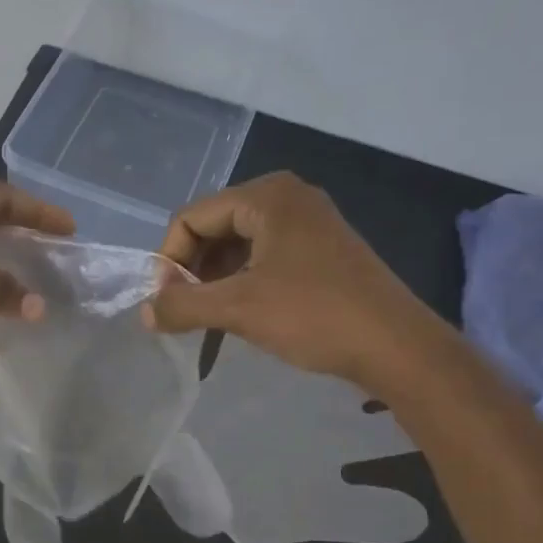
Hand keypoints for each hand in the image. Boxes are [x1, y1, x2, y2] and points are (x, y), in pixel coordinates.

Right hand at [142, 172, 451, 388]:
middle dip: (192, 270)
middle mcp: (287, 197)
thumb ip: (182, 306)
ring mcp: (308, 222)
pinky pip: (264, 256)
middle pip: (214, 227)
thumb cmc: (314, 315)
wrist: (398, 346)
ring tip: (208, 317)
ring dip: (214, 279)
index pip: (192, 218)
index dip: (169, 260)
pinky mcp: (321, 249)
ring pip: (238, 244)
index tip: (165, 303)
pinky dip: (242, 281)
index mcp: (267, 196)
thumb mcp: (238, 309)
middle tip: (184, 311)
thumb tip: (144, 313)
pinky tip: (239, 314)